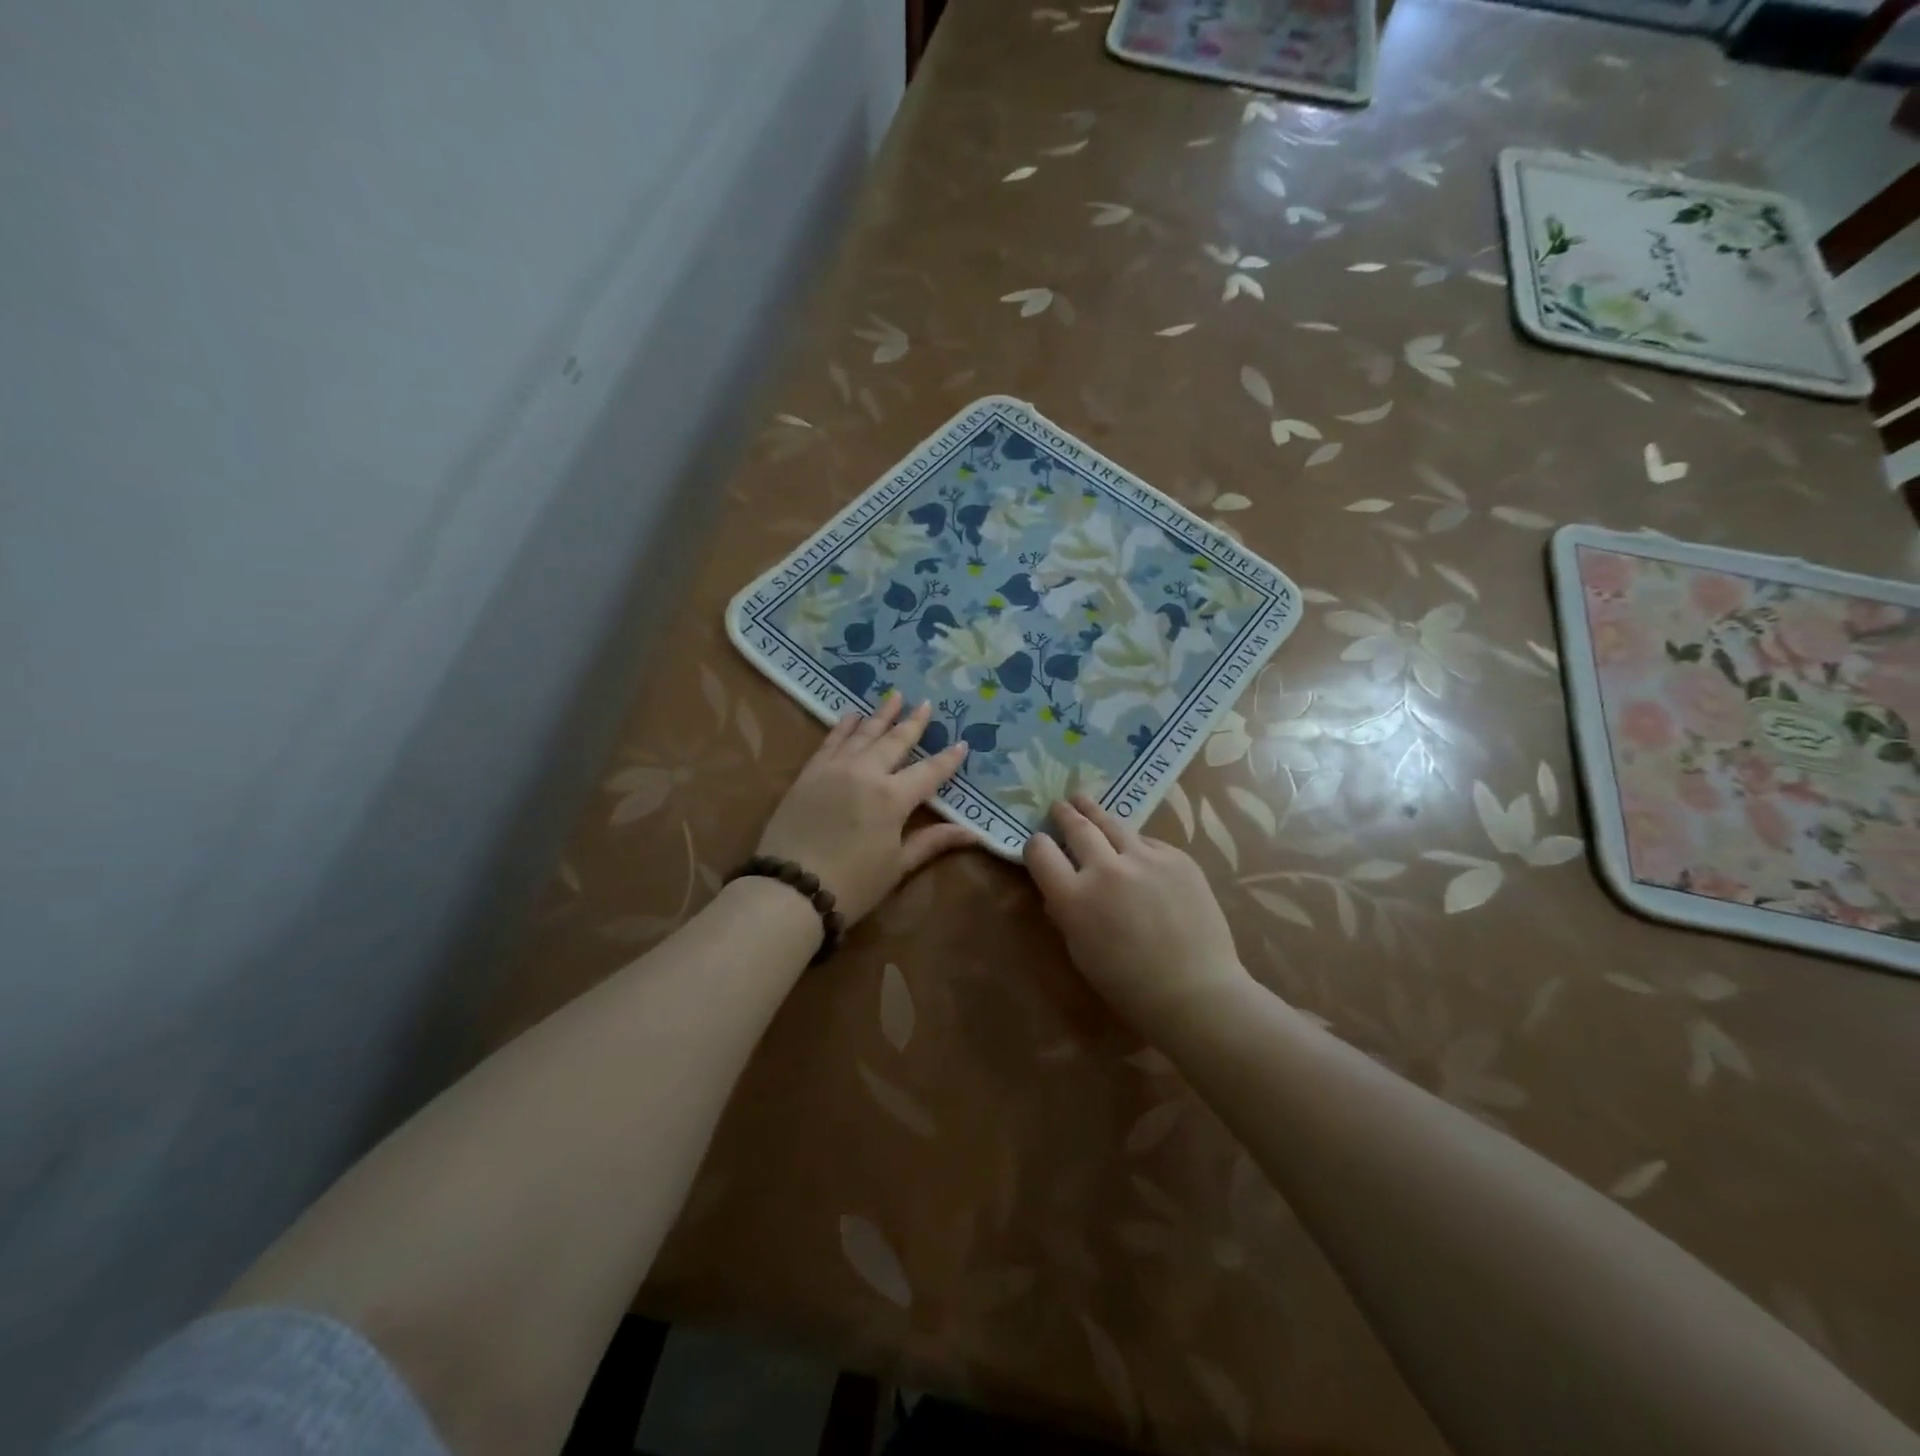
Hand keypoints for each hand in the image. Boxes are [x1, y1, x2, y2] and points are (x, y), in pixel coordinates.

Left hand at [757, 693, 976, 925]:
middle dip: (913, 723)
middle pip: (895, 741)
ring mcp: (834, 769)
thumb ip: (932, 841)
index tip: (962, 743)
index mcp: (893, 797)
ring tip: (894, 696)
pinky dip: (843, 726)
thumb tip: (973, 833)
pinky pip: (830, 741)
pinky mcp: (809, 773)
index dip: (948, 759)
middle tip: (925, 703)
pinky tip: (851, 716)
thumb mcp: (897, 866)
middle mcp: (866, 773)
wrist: (790, 890)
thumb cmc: (852, 884)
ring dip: (880, 715)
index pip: (929, 772)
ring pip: (863, 734)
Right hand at [1024, 794, 1250, 1036]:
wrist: (1196, 991)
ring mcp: (1145, 859)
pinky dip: (1136, 845)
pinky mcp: (1177, 857)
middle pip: (1077, 827)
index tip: (1040, 845)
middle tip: (1059, 806)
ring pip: (1112, 823)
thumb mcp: (1080, 950)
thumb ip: (1066, 911)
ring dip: (1093, 811)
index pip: (1040, 851)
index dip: (1036, 845)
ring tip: (1083, 800)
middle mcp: (1105, 869)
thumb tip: (1062, 886)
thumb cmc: (1128, 984)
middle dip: (1064, 815)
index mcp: (1074, 898)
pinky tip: (1135, 851)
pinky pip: (1148, 842)